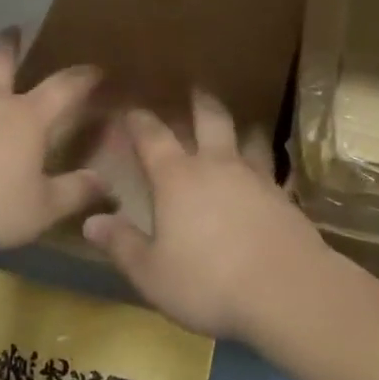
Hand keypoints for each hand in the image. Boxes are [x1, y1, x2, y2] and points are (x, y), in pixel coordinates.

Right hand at [82, 93, 331, 341]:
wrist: (287, 291)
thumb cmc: (208, 281)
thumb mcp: (152, 273)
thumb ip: (122, 245)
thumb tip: (91, 220)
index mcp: (177, 178)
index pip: (153, 138)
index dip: (140, 121)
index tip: (132, 110)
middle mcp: (216, 166)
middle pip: (210, 119)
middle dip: (200, 102)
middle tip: (196, 88)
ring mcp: (255, 178)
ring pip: (248, 138)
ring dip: (241, 128)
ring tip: (241, 125)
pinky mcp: (284, 197)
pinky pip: (272, 169)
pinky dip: (266, 164)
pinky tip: (268, 175)